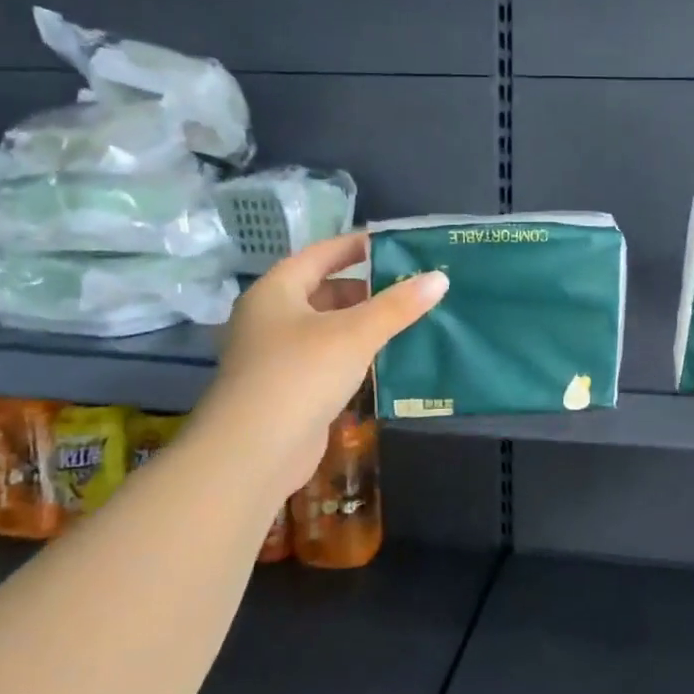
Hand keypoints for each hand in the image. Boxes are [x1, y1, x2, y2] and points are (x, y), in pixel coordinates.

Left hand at [201, 233, 446, 493]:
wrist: (254, 451)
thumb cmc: (301, 373)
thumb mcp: (355, 333)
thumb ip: (398, 305)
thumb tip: (440, 278)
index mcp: (277, 290)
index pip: (321, 254)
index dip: (357, 246)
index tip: (395, 243)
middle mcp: (271, 317)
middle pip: (324, 292)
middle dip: (367, 289)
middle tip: (410, 286)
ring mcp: (277, 356)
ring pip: (328, 328)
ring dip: (363, 325)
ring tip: (408, 320)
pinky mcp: (288, 389)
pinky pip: (327, 360)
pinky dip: (355, 355)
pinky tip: (386, 360)